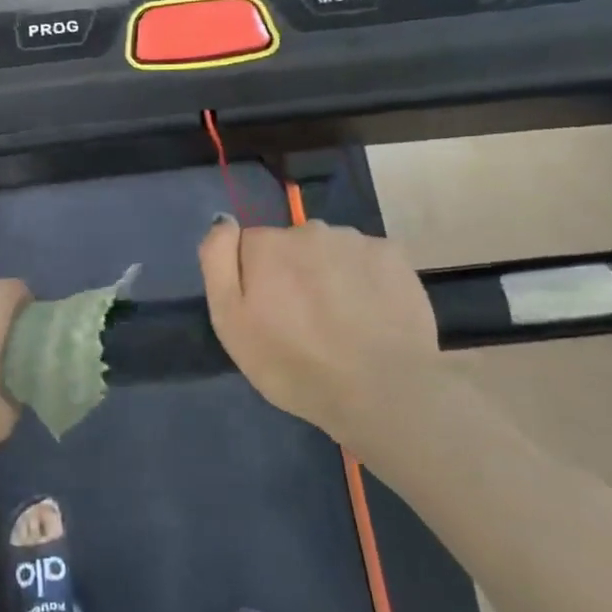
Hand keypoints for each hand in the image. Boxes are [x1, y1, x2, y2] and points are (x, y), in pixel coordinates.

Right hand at [198, 217, 447, 452]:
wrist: (383, 390)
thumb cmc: (294, 364)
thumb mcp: (230, 323)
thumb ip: (217, 262)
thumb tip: (223, 221)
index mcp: (267, 244)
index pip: (248, 246)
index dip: (253, 278)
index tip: (266, 312)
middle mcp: (309, 229)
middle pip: (290, 245)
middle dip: (291, 273)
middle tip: (302, 321)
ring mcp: (356, 240)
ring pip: (329, 250)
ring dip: (328, 274)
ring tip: (339, 320)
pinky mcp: (394, 255)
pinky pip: (365, 259)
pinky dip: (363, 279)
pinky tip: (369, 313)